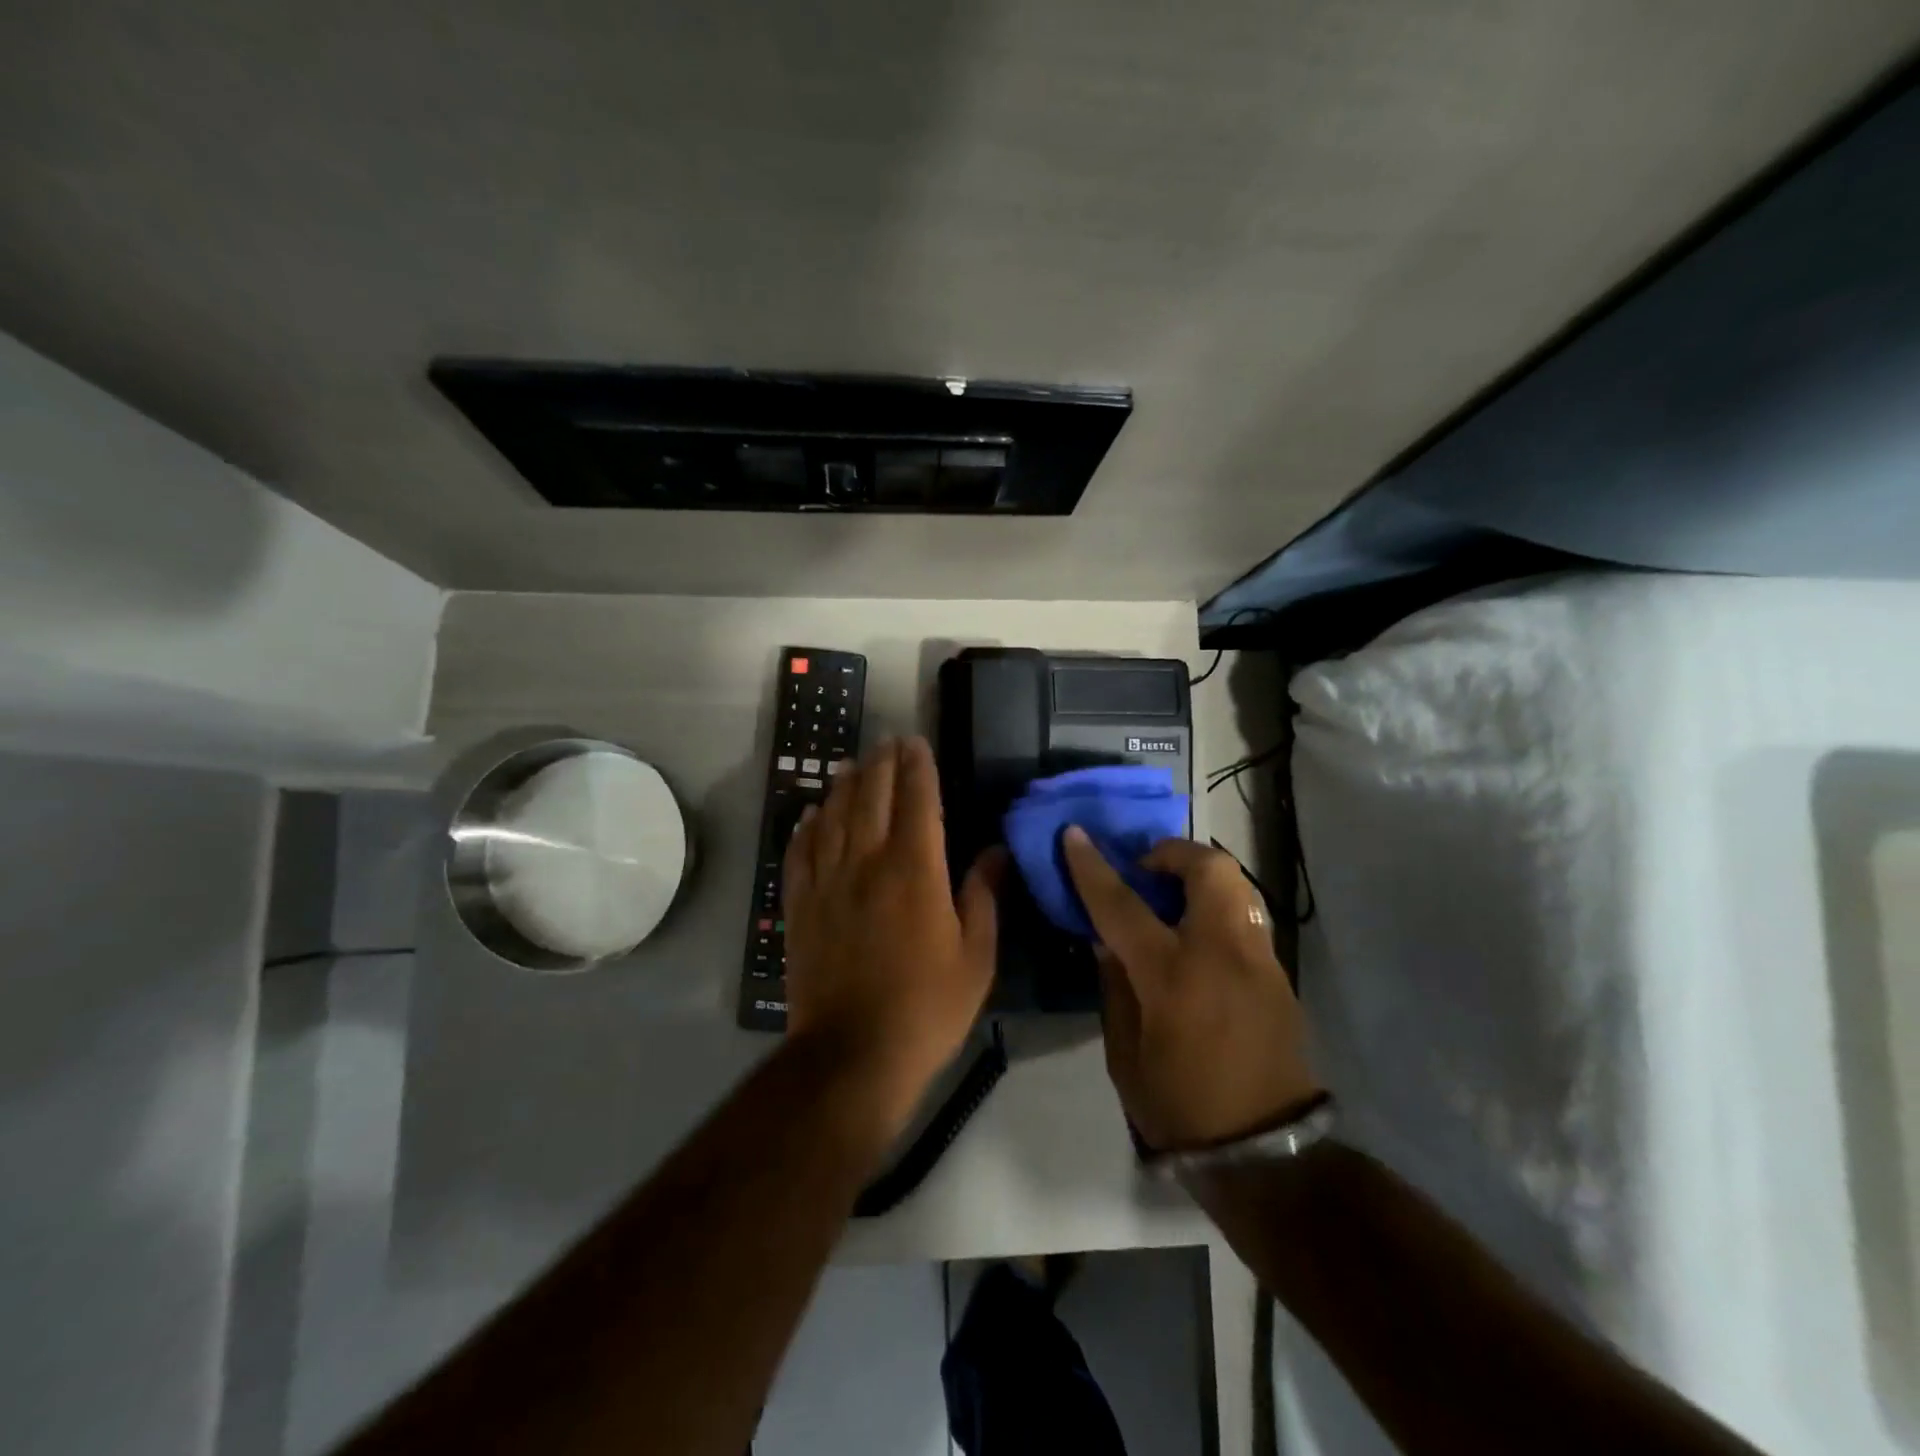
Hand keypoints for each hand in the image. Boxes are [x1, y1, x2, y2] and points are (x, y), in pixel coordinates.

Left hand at [782, 737, 999, 1121]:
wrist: (852, 1054)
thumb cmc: (927, 1007)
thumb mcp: (976, 957)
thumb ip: (983, 896)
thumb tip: (996, 850)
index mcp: (915, 870)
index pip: (917, 800)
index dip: (918, 767)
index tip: (917, 743)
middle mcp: (867, 863)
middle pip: (872, 797)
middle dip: (882, 764)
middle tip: (887, 742)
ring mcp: (828, 882)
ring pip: (834, 817)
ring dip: (845, 785)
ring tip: (852, 764)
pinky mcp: (800, 906)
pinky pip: (801, 853)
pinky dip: (807, 827)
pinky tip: (812, 814)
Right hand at [1062, 829, 1321, 1151]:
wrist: (1266, 1152)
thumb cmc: (1181, 1107)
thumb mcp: (1124, 1054)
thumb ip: (1115, 986)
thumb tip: (1107, 940)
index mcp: (1172, 976)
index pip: (1123, 904)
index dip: (1092, 867)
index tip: (1073, 834)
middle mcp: (1222, 953)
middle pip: (1207, 868)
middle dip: (1171, 852)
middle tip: (1143, 870)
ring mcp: (1258, 958)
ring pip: (1236, 883)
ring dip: (1198, 874)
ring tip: (1170, 896)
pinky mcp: (1278, 971)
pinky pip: (1245, 913)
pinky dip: (1217, 903)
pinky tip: (1197, 933)